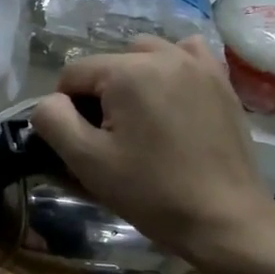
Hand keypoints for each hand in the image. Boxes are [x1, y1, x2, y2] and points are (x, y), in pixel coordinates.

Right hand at [30, 36, 274, 273]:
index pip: (73, 73)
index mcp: (128, 71)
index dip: (66, 108)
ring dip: (132, 78)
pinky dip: (169, 69)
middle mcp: (164, 55)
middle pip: (108, 63)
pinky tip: (170, 97)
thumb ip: (52, 120)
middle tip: (110, 137)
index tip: (82, 142)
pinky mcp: (221, 82)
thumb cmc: (149, 191)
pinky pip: (185, 56)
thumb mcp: (86, 160)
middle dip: (100, 94)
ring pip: (145, 55)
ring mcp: (198, 65)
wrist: (224, 218)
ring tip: (139, 118)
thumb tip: (50, 102)